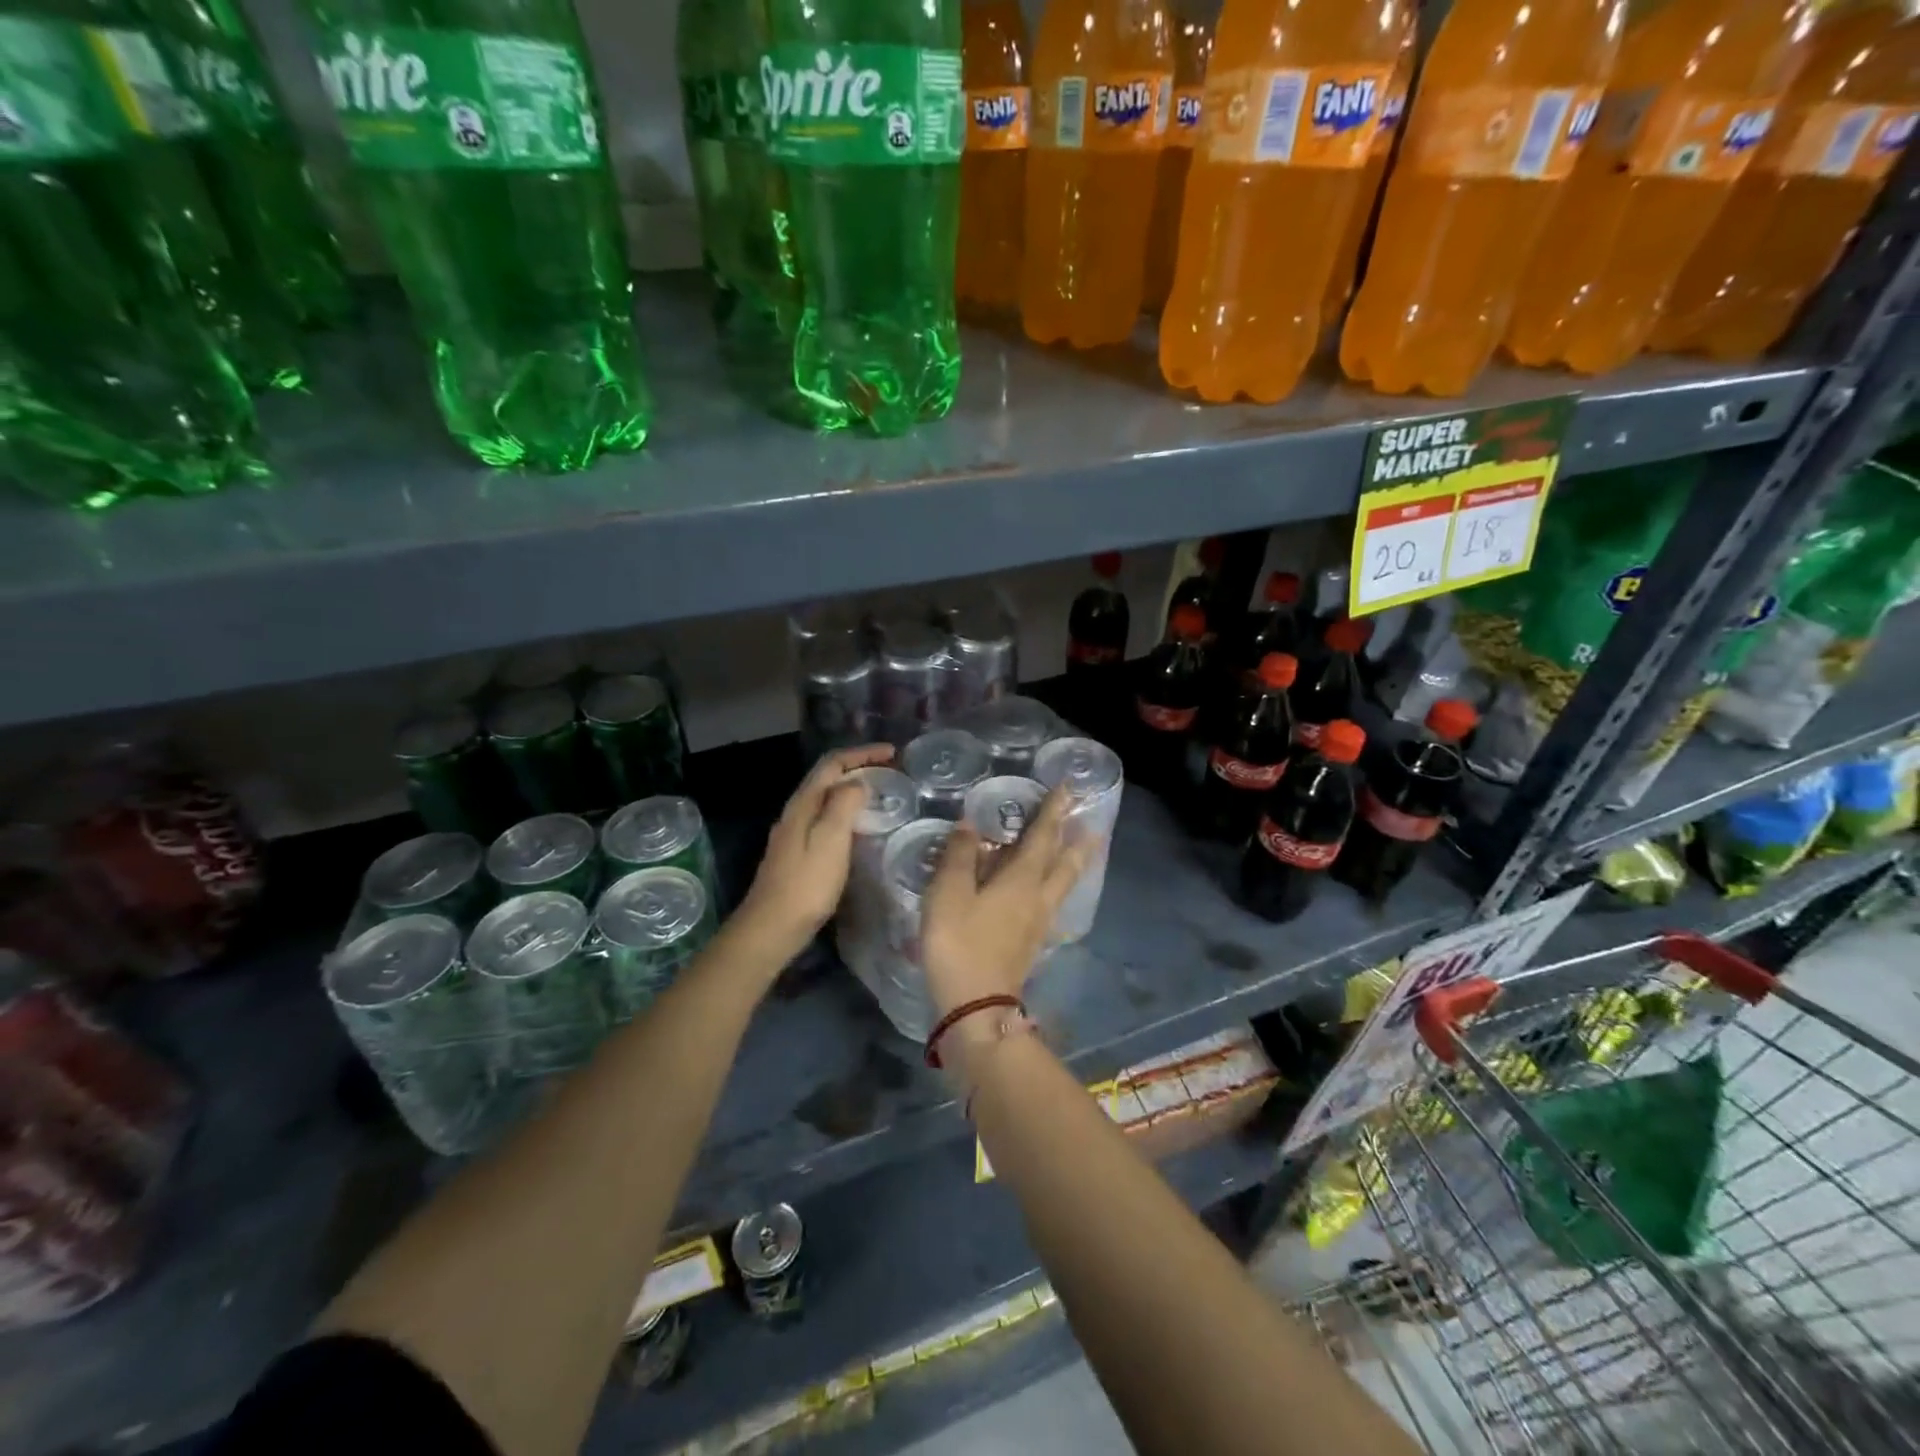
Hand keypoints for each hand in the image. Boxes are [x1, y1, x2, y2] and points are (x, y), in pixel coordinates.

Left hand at [734, 744, 894, 966]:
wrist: (771, 928)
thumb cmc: (806, 885)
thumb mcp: (830, 840)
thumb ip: (844, 805)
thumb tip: (858, 782)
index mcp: (803, 804)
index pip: (833, 763)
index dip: (863, 753)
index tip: (893, 753)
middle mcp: (796, 812)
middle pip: (828, 777)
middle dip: (859, 767)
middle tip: (892, 771)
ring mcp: (794, 833)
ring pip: (826, 798)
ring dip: (853, 789)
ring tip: (882, 794)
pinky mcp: (798, 852)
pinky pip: (826, 818)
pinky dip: (847, 812)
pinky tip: (860, 828)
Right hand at [920, 788, 1091, 1017]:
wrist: (976, 1006)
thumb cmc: (959, 943)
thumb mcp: (948, 894)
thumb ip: (960, 855)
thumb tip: (971, 823)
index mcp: (1022, 880)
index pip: (1043, 836)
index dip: (1053, 811)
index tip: (1068, 788)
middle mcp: (1038, 898)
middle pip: (1066, 863)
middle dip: (1078, 840)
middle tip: (1094, 822)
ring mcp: (1038, 923)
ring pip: (1063, 884)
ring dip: (1074, 862)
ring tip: (1082, 849)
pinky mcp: (1032, 943)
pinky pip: (1052, 903)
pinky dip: (1057, 886)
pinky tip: (1049, 892)